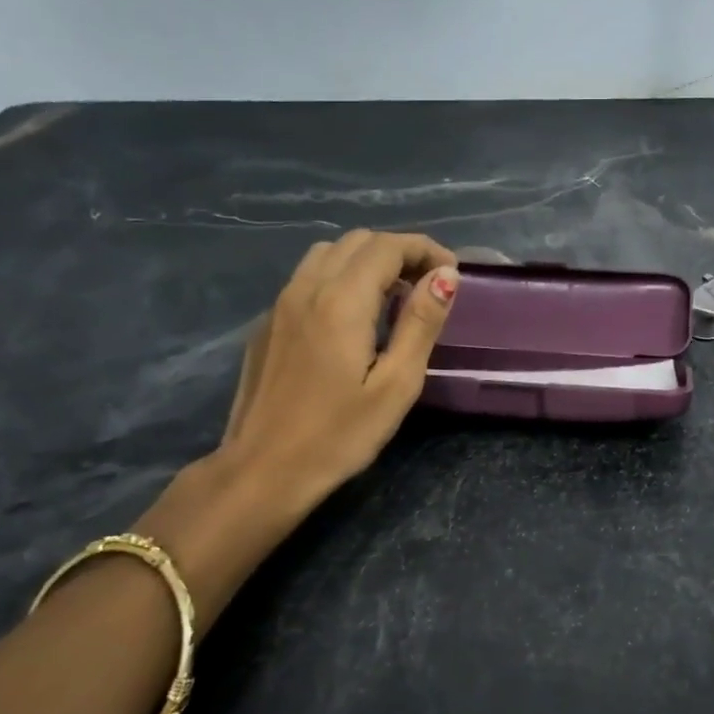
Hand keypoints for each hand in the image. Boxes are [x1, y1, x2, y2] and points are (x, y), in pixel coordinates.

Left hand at [218, 230, 458, 507]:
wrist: (261, 471)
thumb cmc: (339, 436)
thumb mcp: (396, 385)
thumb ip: (421, 323)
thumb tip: (445, 276)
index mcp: (341, 301)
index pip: (387, 246)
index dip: (425, 249)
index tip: (452, 273)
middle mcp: (306, 289)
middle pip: (357, 241)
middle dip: (399, 252)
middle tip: (428, 287)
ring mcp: (280, 305)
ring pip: (328, 254)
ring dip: (368, 261)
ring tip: (394, 298)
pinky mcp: (268, 325)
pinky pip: (308, 278)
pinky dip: (341, 278)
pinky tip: (355, 319)